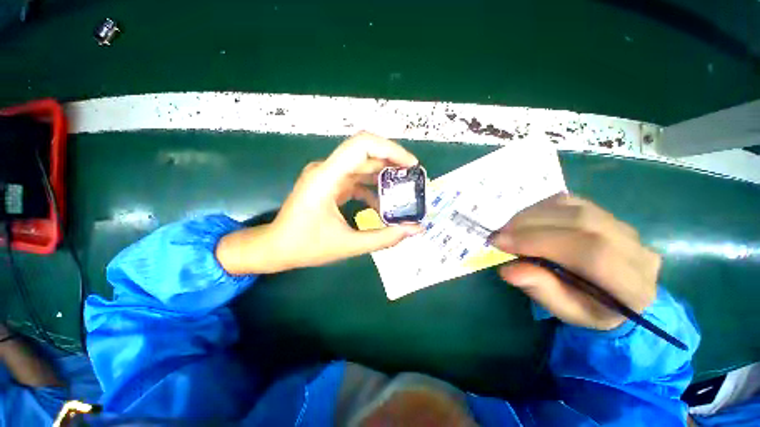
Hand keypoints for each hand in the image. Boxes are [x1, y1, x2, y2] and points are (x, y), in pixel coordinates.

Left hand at [217, 132, 422, 274]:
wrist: (275, 248)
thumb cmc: (305, 247)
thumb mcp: (348, 245)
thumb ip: (384, 238)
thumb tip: (414, 230)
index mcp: (326, 177)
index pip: (362, 145)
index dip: (391, 150)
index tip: (411, 165)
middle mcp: (327, 169)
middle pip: (366, 151)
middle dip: (393, 161)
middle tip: (414, 178)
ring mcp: (328, 175)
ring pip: (363, 164)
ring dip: (385, 174)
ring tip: (404, 189)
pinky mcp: (330, 184)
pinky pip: (356, 178)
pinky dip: (373, 187)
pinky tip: (383, 203)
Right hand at [491, 195, 659, 330]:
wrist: (617, 292)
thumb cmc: (589, 308)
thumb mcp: (565, 310)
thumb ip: (541, 290)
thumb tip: (507, 269)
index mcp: (633, 285)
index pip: (591, 252)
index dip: (540, 242)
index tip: (501, 243)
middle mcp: (635, 248)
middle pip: (581, 222)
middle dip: (530, 226)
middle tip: (498, 235)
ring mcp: (622, 225)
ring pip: (573, 207)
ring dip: (532, 215)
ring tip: (508, 229)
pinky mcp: (604, 211)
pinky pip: (568, 201)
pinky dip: (539, 209)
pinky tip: (525, 222)